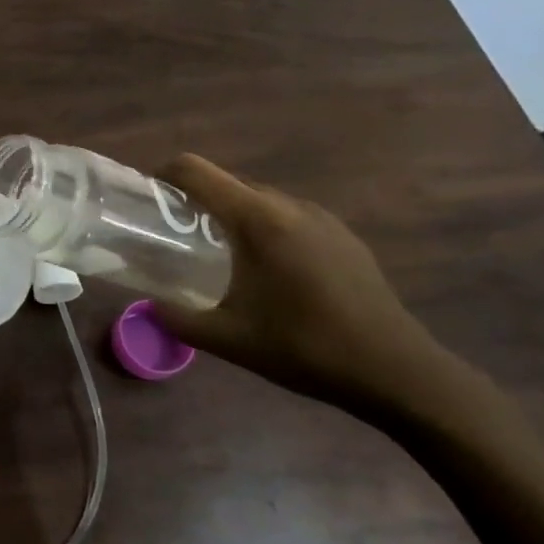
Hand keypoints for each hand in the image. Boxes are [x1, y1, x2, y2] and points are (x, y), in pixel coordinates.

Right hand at [151, 155, 484, 425]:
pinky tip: (267, 271)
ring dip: (231, 214)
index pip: (196, 171)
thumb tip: (147, 306)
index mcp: (258, 219)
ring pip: (259, 199)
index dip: (163, 175)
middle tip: (175, 235)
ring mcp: (322, 218)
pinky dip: (264, 228)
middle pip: (226, 182)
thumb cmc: (306, 348)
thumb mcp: (228, 339)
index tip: (146, 199)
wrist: (397, 372)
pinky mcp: (343, 236)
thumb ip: (177, 318)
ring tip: (218, 253)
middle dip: (194, 200)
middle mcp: (289, 205)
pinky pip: (288, 216)